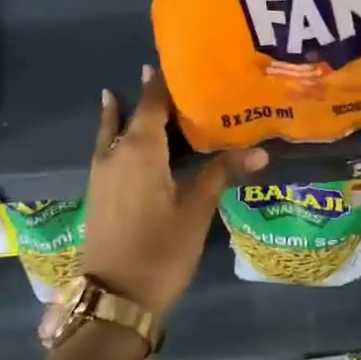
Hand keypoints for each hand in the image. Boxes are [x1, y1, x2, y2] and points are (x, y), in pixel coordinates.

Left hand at [83, 65, 265, 316]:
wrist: (114, 299)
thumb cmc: (160, 250)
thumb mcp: (196, 210)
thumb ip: (222, 173)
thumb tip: (261, 152)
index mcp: (140, 149)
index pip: (151, 103)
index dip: (161, 82)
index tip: (173, 60)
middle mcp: (115, 153)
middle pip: (132, 115)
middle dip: (149, 96)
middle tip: (173, 78)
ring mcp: (102, 174)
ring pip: (116, 132)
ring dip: (129, 115)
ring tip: (143, 96)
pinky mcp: (99, 193)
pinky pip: (109, 150)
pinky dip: (119, 135)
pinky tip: (131, 141)